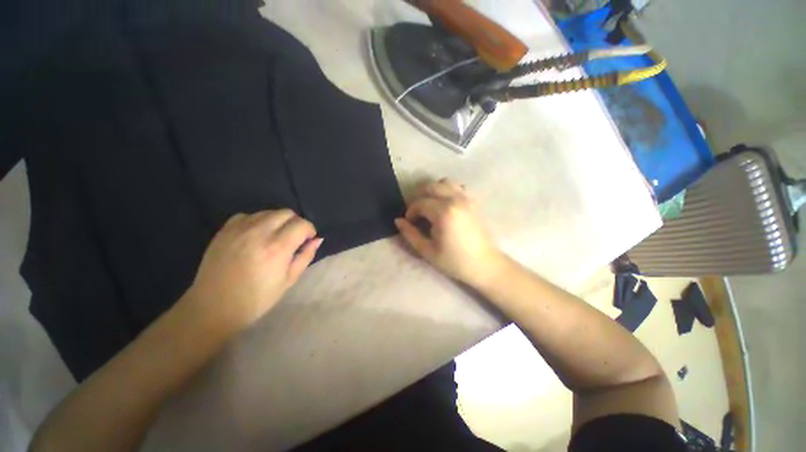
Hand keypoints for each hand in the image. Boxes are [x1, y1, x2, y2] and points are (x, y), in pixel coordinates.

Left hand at [183, 210, 322, 329]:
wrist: (213, 307)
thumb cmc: (257, 299)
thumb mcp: (289, 280)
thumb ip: (306, 256)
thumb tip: (317, 240)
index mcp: (277, 248)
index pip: (302, 224)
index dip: (309, 230)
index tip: (307, 240)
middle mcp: (259, 233)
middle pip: (286, 213)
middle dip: (295, 223)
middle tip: (293, 238)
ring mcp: (239, 229)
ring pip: (268, 212)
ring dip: (277, 221)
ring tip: (274, 237)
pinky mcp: (224, 230)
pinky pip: (247, 215)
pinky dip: (257, 221)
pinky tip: (256, 235)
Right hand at [395, 179, 505, 287]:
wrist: (484, 264)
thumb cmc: (454, 261)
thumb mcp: (428, 251)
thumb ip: (410, 234)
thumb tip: (398, 221)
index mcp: (443, 212)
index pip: (420, 203)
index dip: (411, 212)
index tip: (409, 222)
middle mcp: (455, 200)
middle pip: (431, 186)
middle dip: (419, 197)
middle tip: (416, 212)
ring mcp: (467, 198)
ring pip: (444, 182)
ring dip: (433, 190)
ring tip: (429, 205)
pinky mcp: (473, 201)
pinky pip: (457, 187)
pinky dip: (447, 190)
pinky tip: (444, 204)